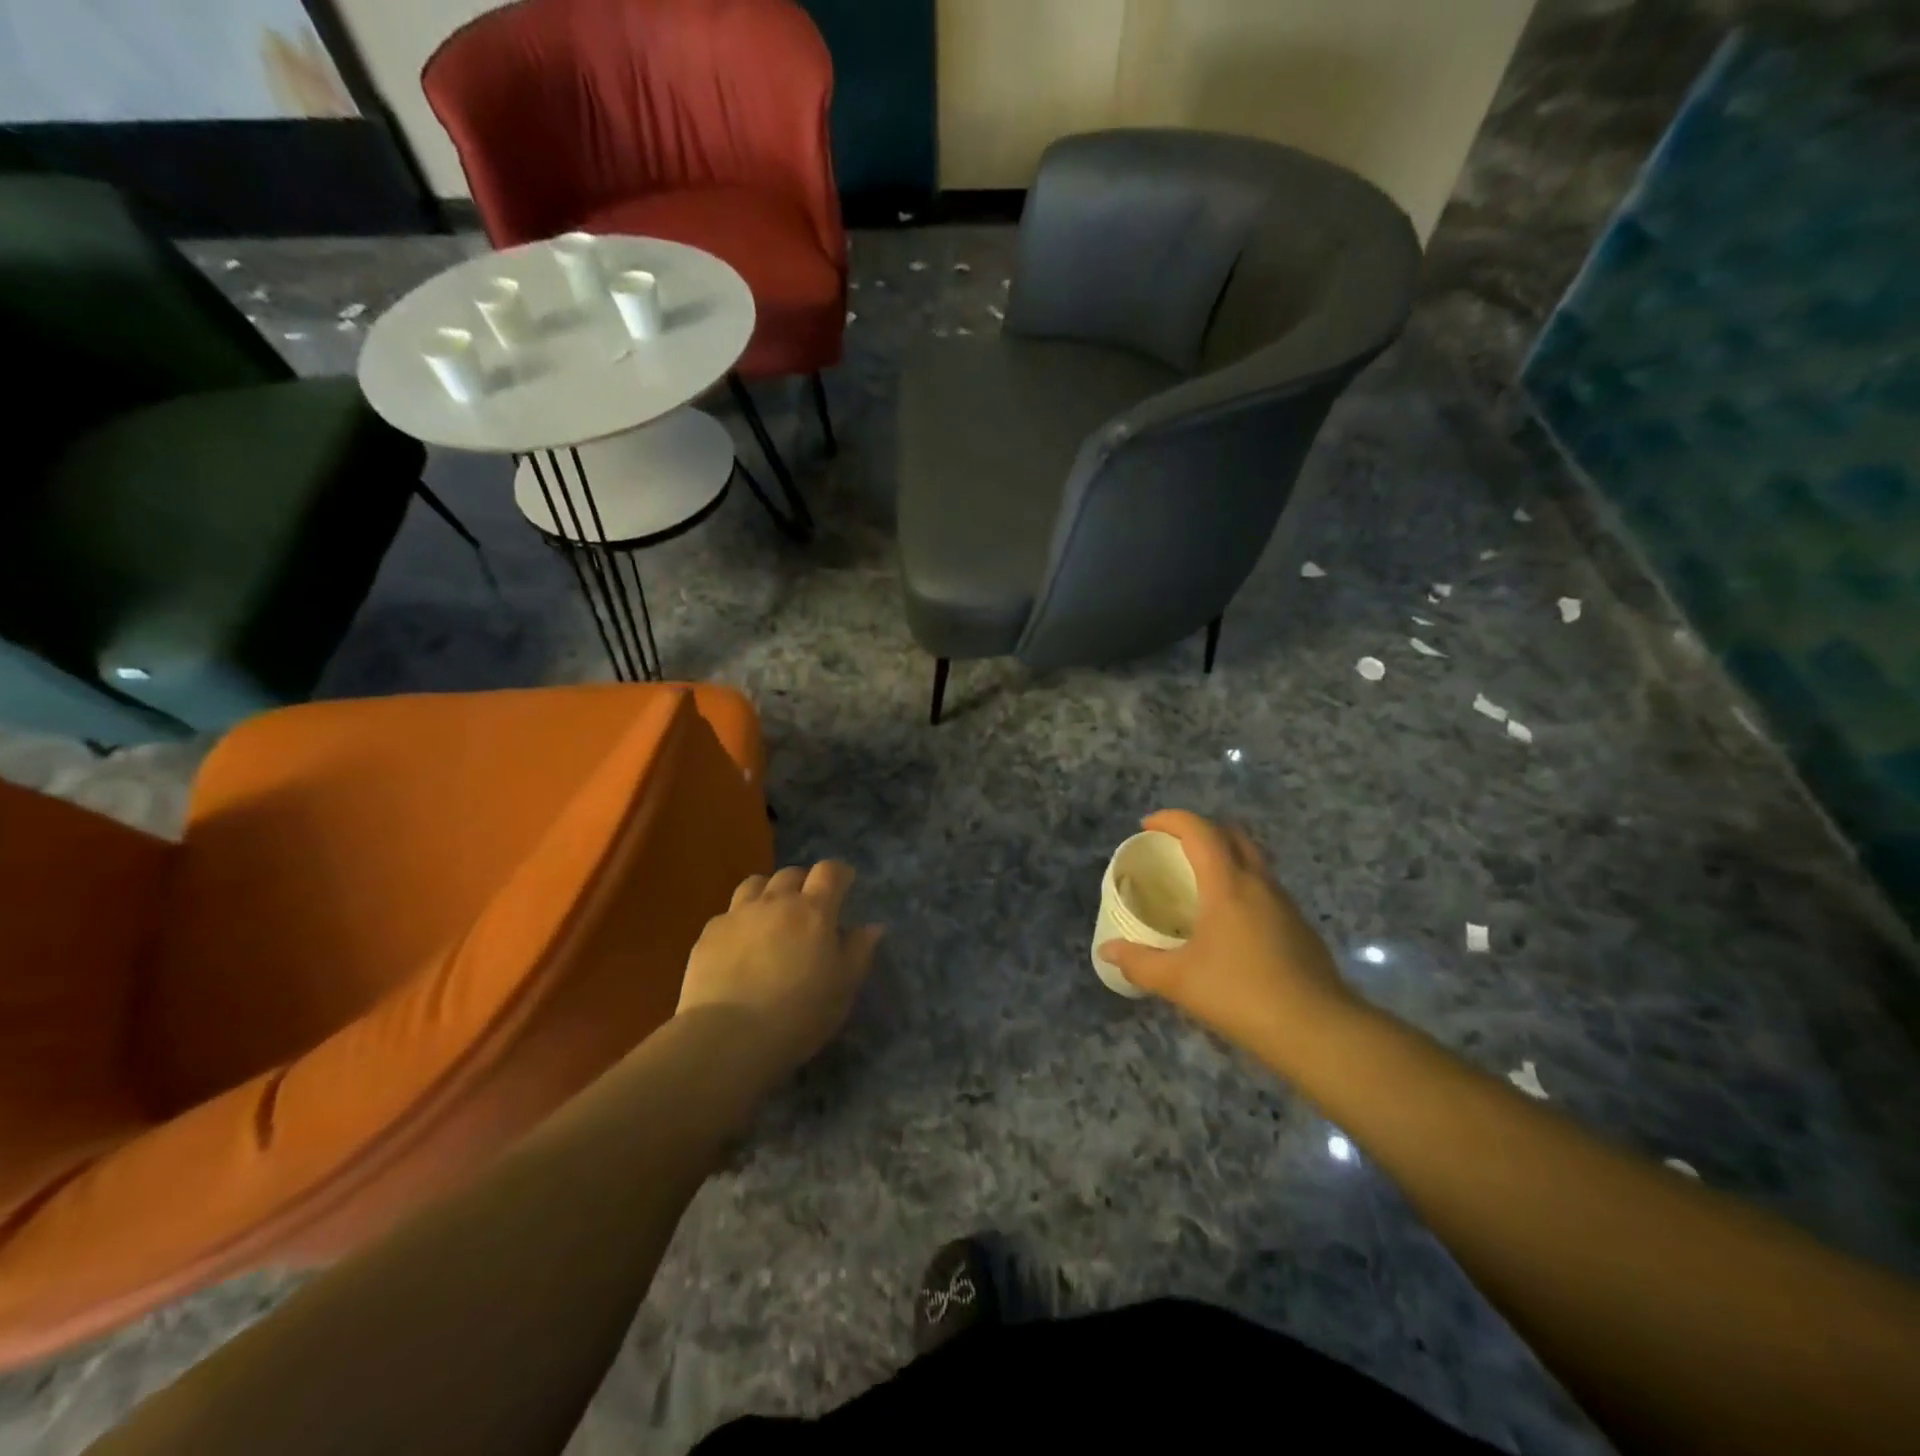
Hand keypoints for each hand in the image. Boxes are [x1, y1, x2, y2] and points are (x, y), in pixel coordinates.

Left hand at [677, 862, 883, 1090]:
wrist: (728, 1037)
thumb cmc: (799, 1014)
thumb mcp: (843, 988)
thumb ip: (859, 951)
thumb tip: (871, 926)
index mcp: (813, 911)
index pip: (829, 871)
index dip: (839, 873)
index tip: (845, 883)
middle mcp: (775, 902)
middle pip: (791, 874)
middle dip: (804, 882)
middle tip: (809, 905)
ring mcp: (738, 915)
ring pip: (755, 884)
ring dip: (769, 892)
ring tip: (772, 915)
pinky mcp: (709, 934)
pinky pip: (728, 914)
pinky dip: (741, 920)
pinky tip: (741, 945)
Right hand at [1100, 811, 1358, 1063]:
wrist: (1318, 1031)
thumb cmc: (1241, 994)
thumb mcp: (1179, 981)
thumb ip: (1139, 962)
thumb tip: (1107, 951)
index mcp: (1228, 884)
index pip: (1200, 831)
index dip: (1171, 819)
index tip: (1146, 826)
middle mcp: (1259, 884)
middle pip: (1232, 835)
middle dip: (1200, 831)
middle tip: (1173, 849)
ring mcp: (1285, 905)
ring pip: (1253, 862)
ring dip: (1224, 858)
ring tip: (1197, 885)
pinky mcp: (1299, 928)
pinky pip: (1264, 890)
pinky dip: (1241, 888)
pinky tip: (1227, 924)